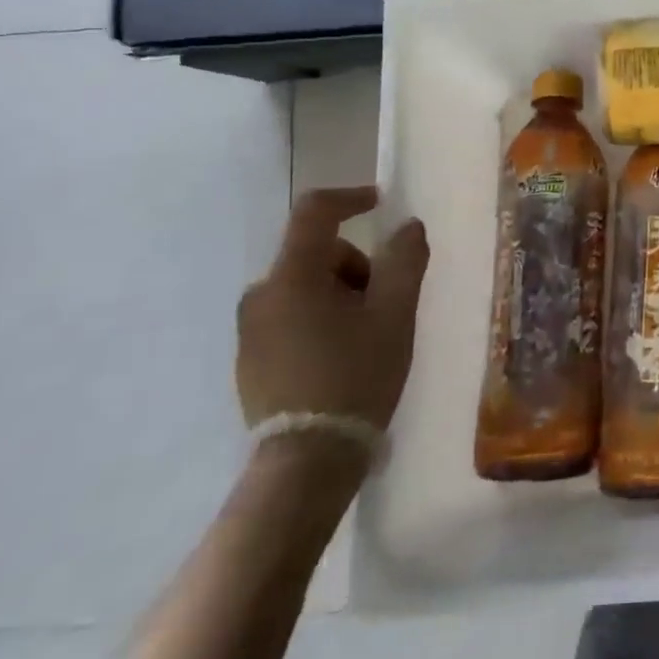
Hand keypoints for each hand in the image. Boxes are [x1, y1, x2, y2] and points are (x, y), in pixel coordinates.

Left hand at [235, 187, 428, 432]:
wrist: (308, 460)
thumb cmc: (356, 376)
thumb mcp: (395, 314)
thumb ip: (405, 261)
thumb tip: (408, 226)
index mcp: (292, 277)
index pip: (314, 212)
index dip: (350, 197)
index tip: (381, 203)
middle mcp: (261, 294)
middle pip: (316, 254)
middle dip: (357, 266)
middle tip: (387, 303)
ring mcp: (250, 329)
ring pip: (305, 287)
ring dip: (341, 295)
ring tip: (368, 336)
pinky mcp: (250, 358)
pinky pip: (291, 316)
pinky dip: (320, 320)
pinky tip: (343, 357)